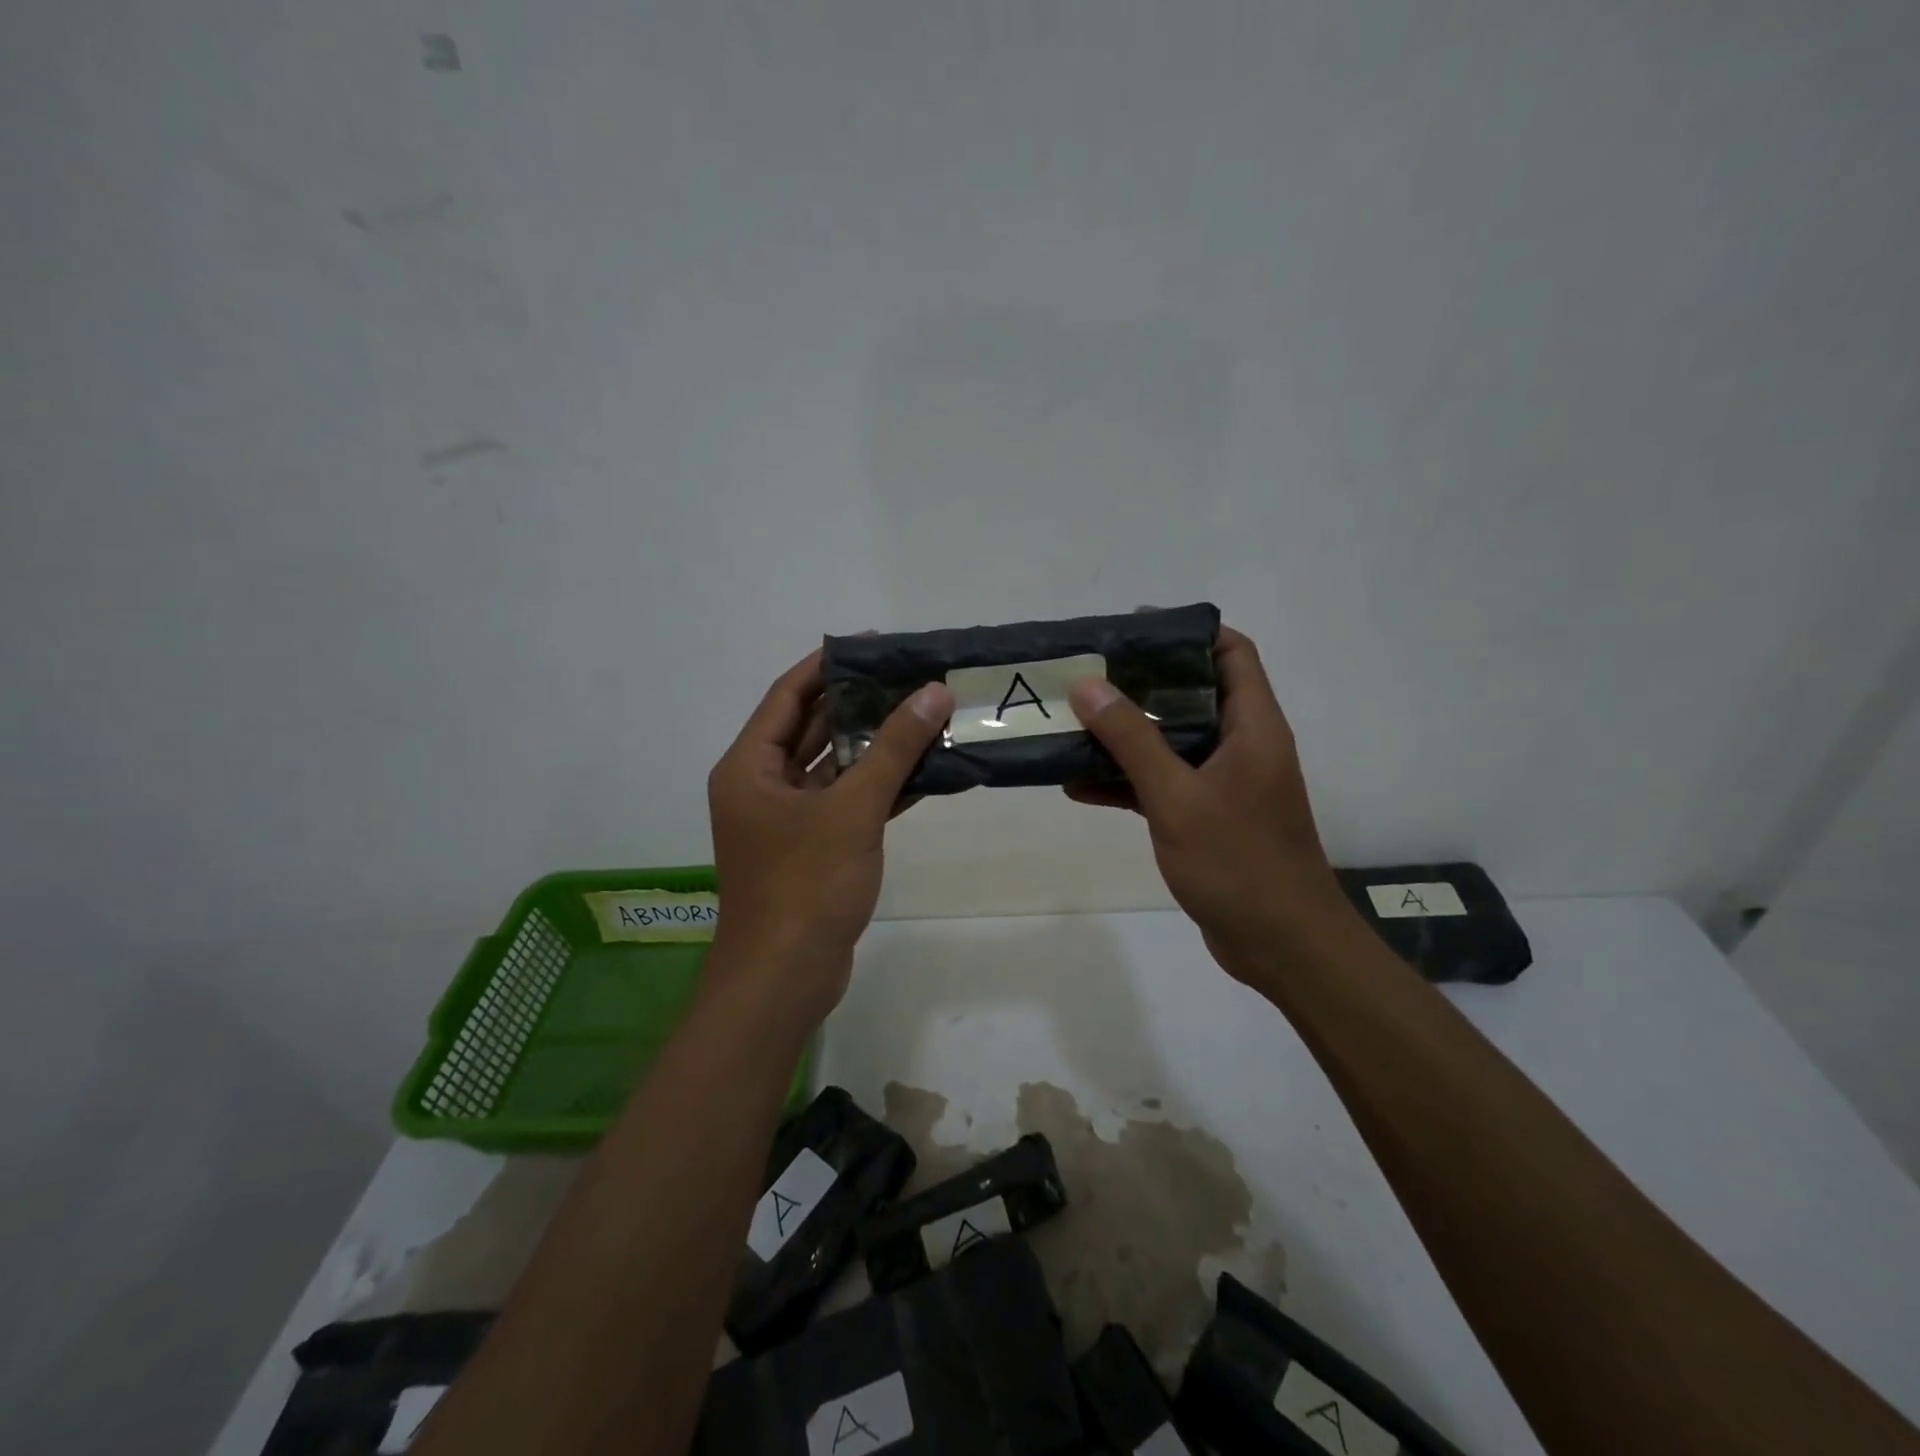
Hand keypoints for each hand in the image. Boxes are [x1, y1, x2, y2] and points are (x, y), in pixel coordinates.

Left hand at [706, 649, 953, 1024]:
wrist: (785, 979)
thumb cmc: (806, 885)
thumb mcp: (852, 809)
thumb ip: (893, 748)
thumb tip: (933, 692)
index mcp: (751, 766)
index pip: (789, 695)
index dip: (830, 665)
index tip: (877, 645)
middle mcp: (763, 785)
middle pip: (814, 728)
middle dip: (862, 704)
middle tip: (914, 678)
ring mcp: (788, 819)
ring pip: (836, 767)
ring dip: (877, 747)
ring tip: (928, 716)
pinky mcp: (814, 848)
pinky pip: (848, 802)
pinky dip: (881, 787)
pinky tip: (926, 770)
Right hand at [1065, 627, 1353, 975]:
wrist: (1282, 946)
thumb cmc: (1238, 862)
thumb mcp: (1177, 796)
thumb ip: (1132, 739)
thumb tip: (1088, 685)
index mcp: (1252, 726)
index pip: (1231, 652)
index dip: (1187, 633)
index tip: (1133, 630)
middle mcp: (1241, 745)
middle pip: (1192, 694)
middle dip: (1140, 683)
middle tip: (1086, 675)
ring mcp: (1224, 784)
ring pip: (1171, 741)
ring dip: (1125, 735)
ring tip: (1071, 722)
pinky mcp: (1206, 817)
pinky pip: (1162, 784)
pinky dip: (1126, 781)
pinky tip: (1077, 784)